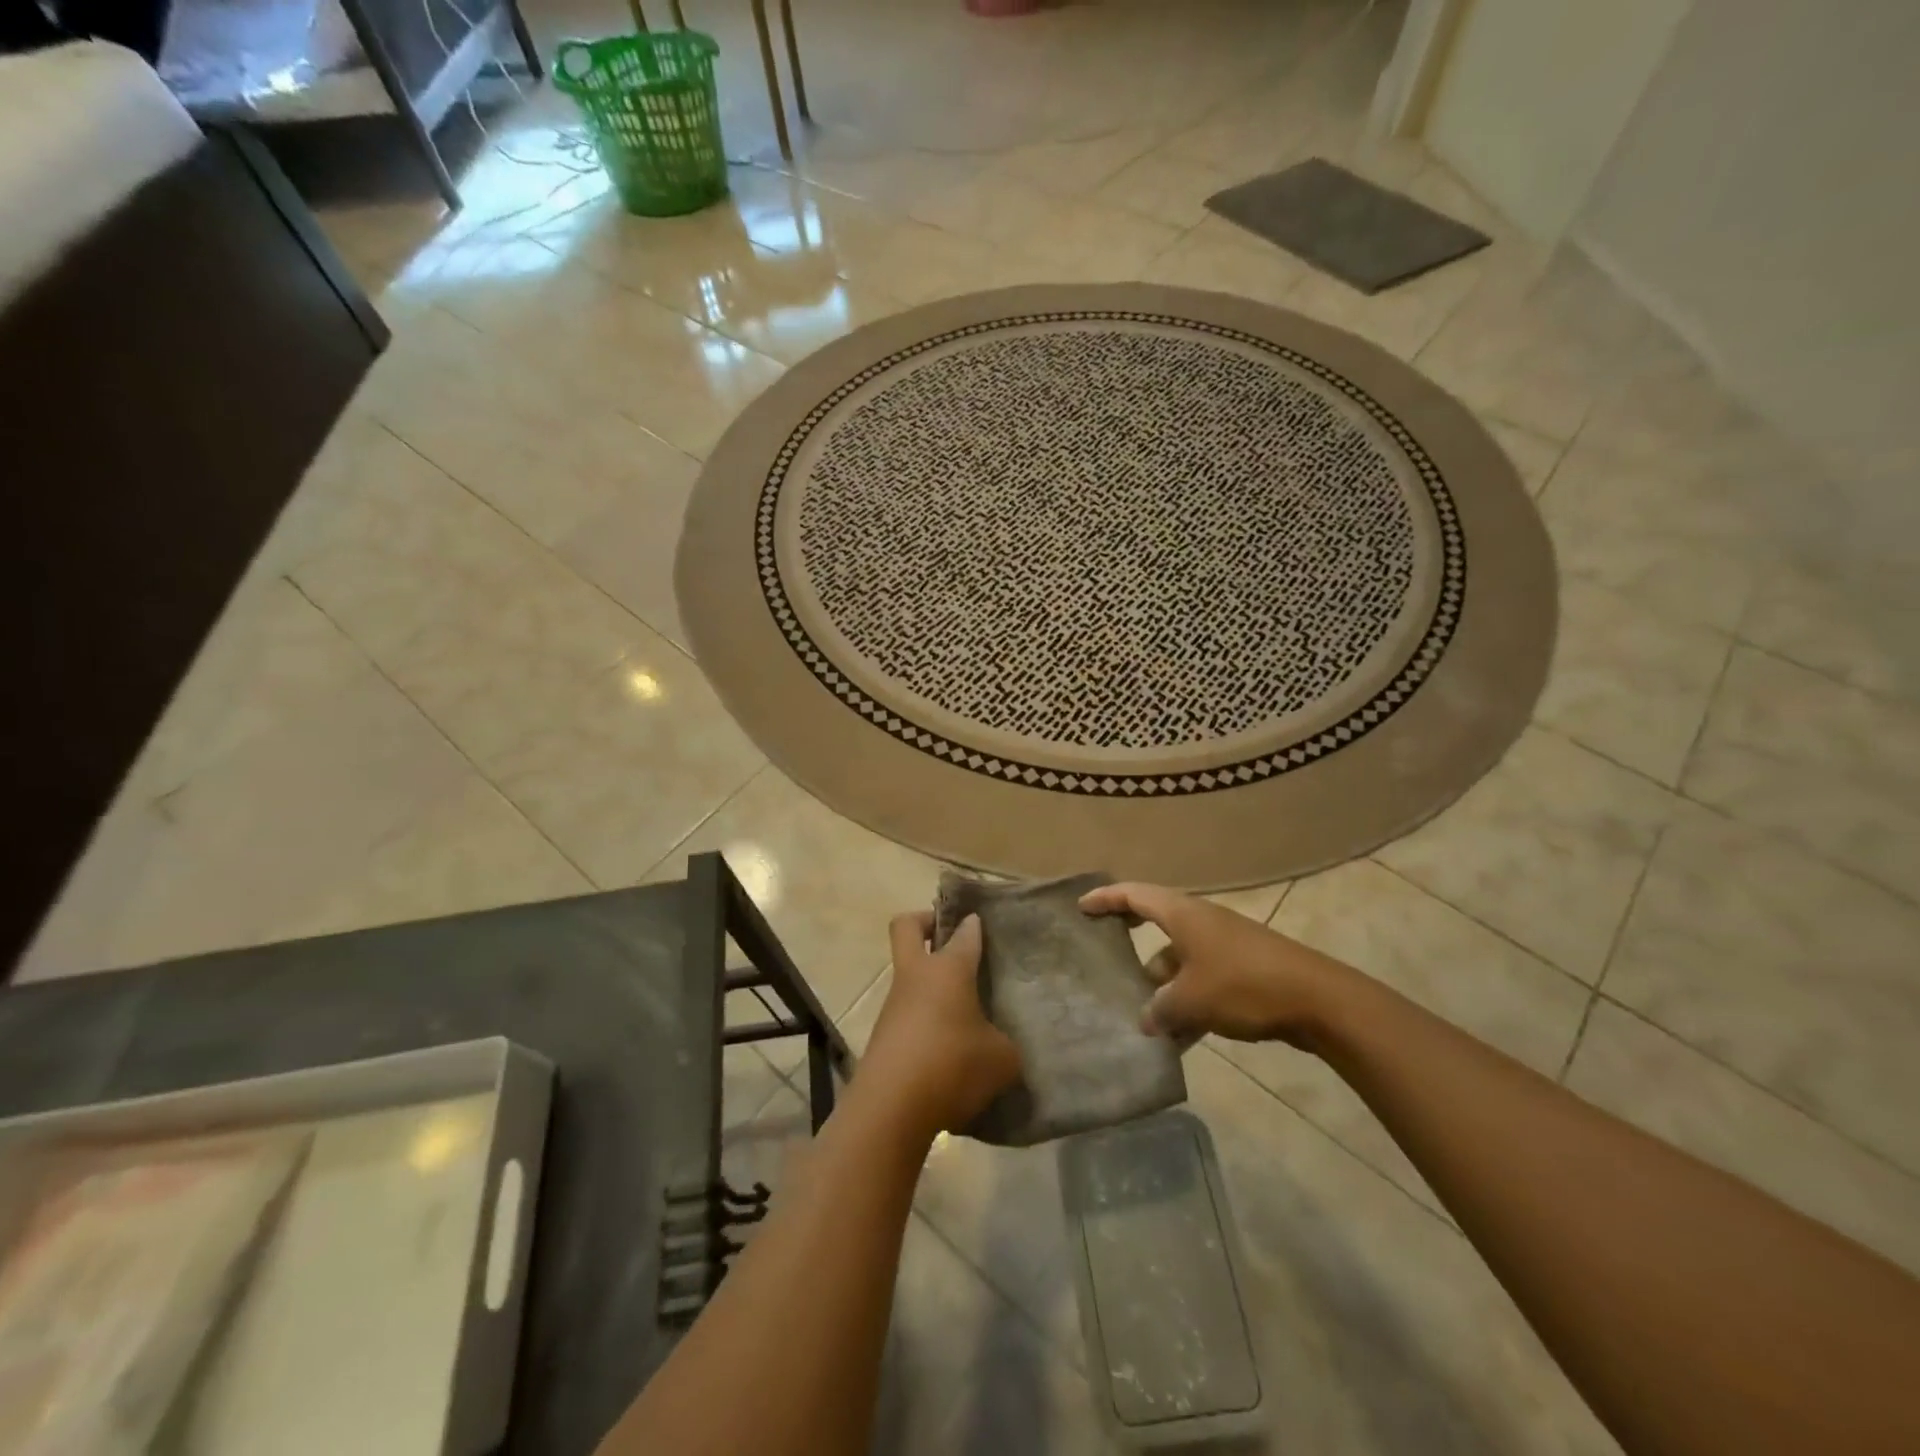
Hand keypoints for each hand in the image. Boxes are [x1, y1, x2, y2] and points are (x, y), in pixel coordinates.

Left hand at [859, 912, 1022, 1135]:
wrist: (890, 1109)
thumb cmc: (952, 1066)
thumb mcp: (1001, 1059)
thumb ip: (1005, 1045)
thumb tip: (1000, 1046)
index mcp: (948, 969)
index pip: (964, 933)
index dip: (973, 925)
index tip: (982, 924)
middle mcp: (916, 976)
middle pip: (907, 927)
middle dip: (926, 922)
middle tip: (950, 938)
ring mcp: (894, 1005)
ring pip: (908, 974)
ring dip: (929, 982)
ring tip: (962, 1011)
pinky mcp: (883, 1035)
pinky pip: (906, 1014)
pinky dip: (924, 1020)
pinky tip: (947, 1049)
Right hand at [1079, 882, 1358, 1046]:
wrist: (1318, 1000)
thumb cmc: (1244, 985)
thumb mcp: (1191, 1000)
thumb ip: (1160, 1010)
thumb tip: (1146, 1021)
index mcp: (1183, 914)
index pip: (1134, 895)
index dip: (1105, 899)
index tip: (1081, 907)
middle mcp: (1200, 922)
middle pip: (1156, 924)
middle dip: (1131, 941)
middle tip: (1105, 951)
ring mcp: (1224, 946)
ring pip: (1179, 961)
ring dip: (1161, 986)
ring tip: (1142, 1018)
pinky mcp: (1243, 970)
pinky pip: (1202, 982)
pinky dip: (1188, 1003)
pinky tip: (1180, 1040)